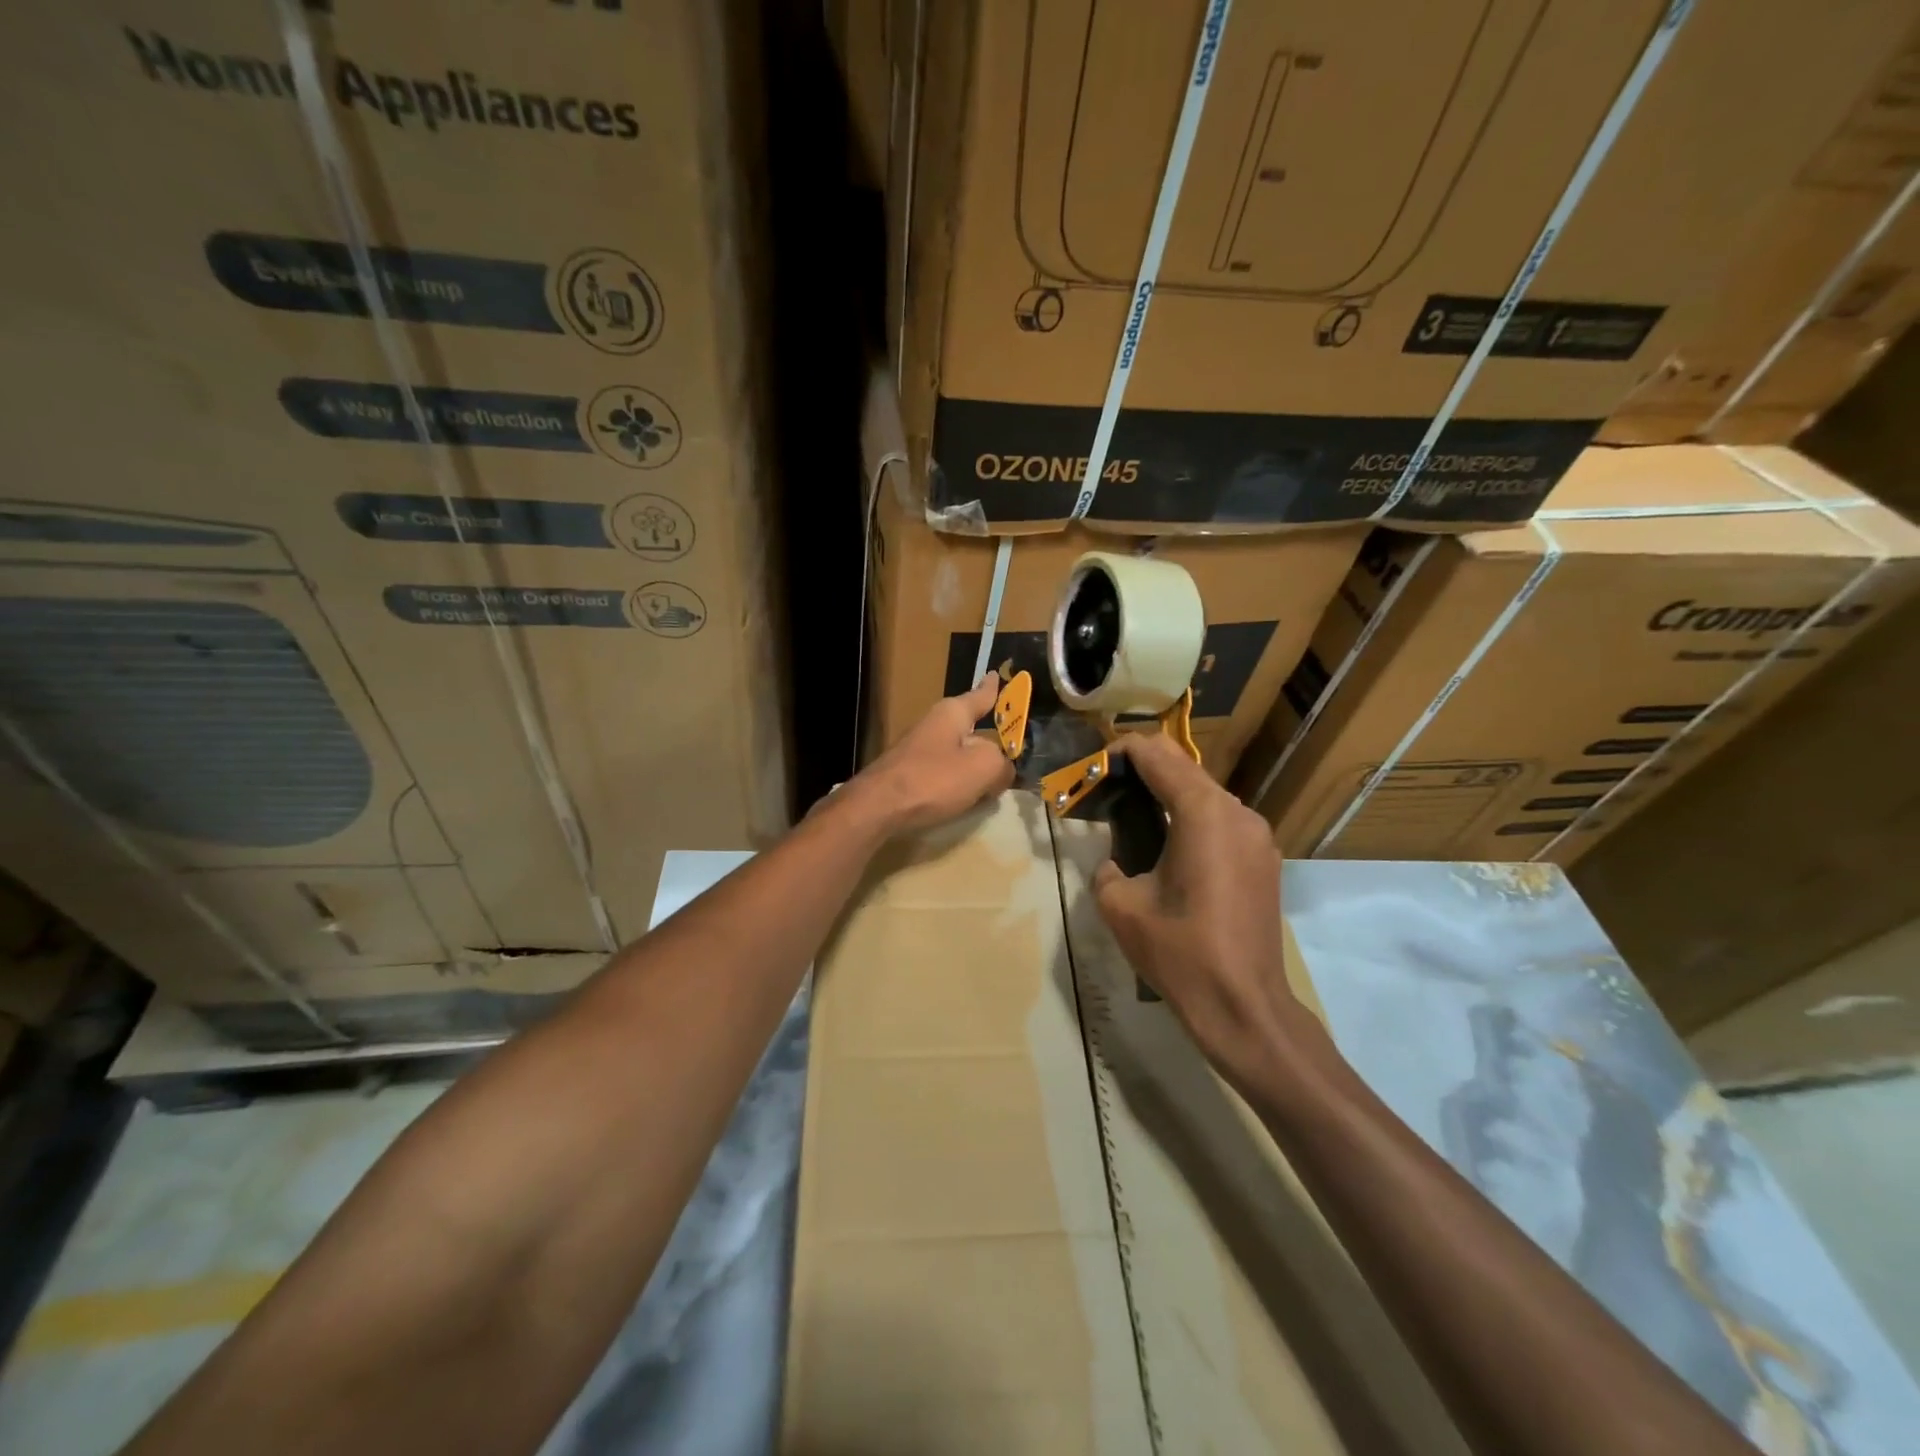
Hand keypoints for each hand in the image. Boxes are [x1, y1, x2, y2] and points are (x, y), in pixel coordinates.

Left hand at [852, 673, 1016, 835]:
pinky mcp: (909, 775)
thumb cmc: (933, 779)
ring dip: (974, 764)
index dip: (992, 688)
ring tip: (994, 780)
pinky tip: (966, 797)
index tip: (995, 674)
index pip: (980, 695)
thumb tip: (1003, 770)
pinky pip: (944, 773)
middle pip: (969, 728)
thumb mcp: (983, 768)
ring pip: (957, 753)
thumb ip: (1002, 765)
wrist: (878, 807)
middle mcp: (934, 725)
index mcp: (952, 713)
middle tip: (1011, 748)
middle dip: (989, 738)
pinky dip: (958, 782)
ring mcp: (918, 750)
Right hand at [1092, 733, 1318, 1088]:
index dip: (1120, 752)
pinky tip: (1170, 846)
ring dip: (1168, 793)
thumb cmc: (1180, 953)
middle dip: (1143, 770)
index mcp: (1202, 813)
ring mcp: (1258, 835)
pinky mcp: (1265, 858)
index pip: (1157, 755)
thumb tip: (1116, 862)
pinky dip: (1191, 817)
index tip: (1093, 769)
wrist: (1244, 1007)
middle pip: (1184, 767)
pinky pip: (1222, 819)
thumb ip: (1108, 868)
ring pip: (1205, 792)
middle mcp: (1237, 812)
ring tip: (1134, 818)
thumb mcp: (1120, 906)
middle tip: (1107, 791)